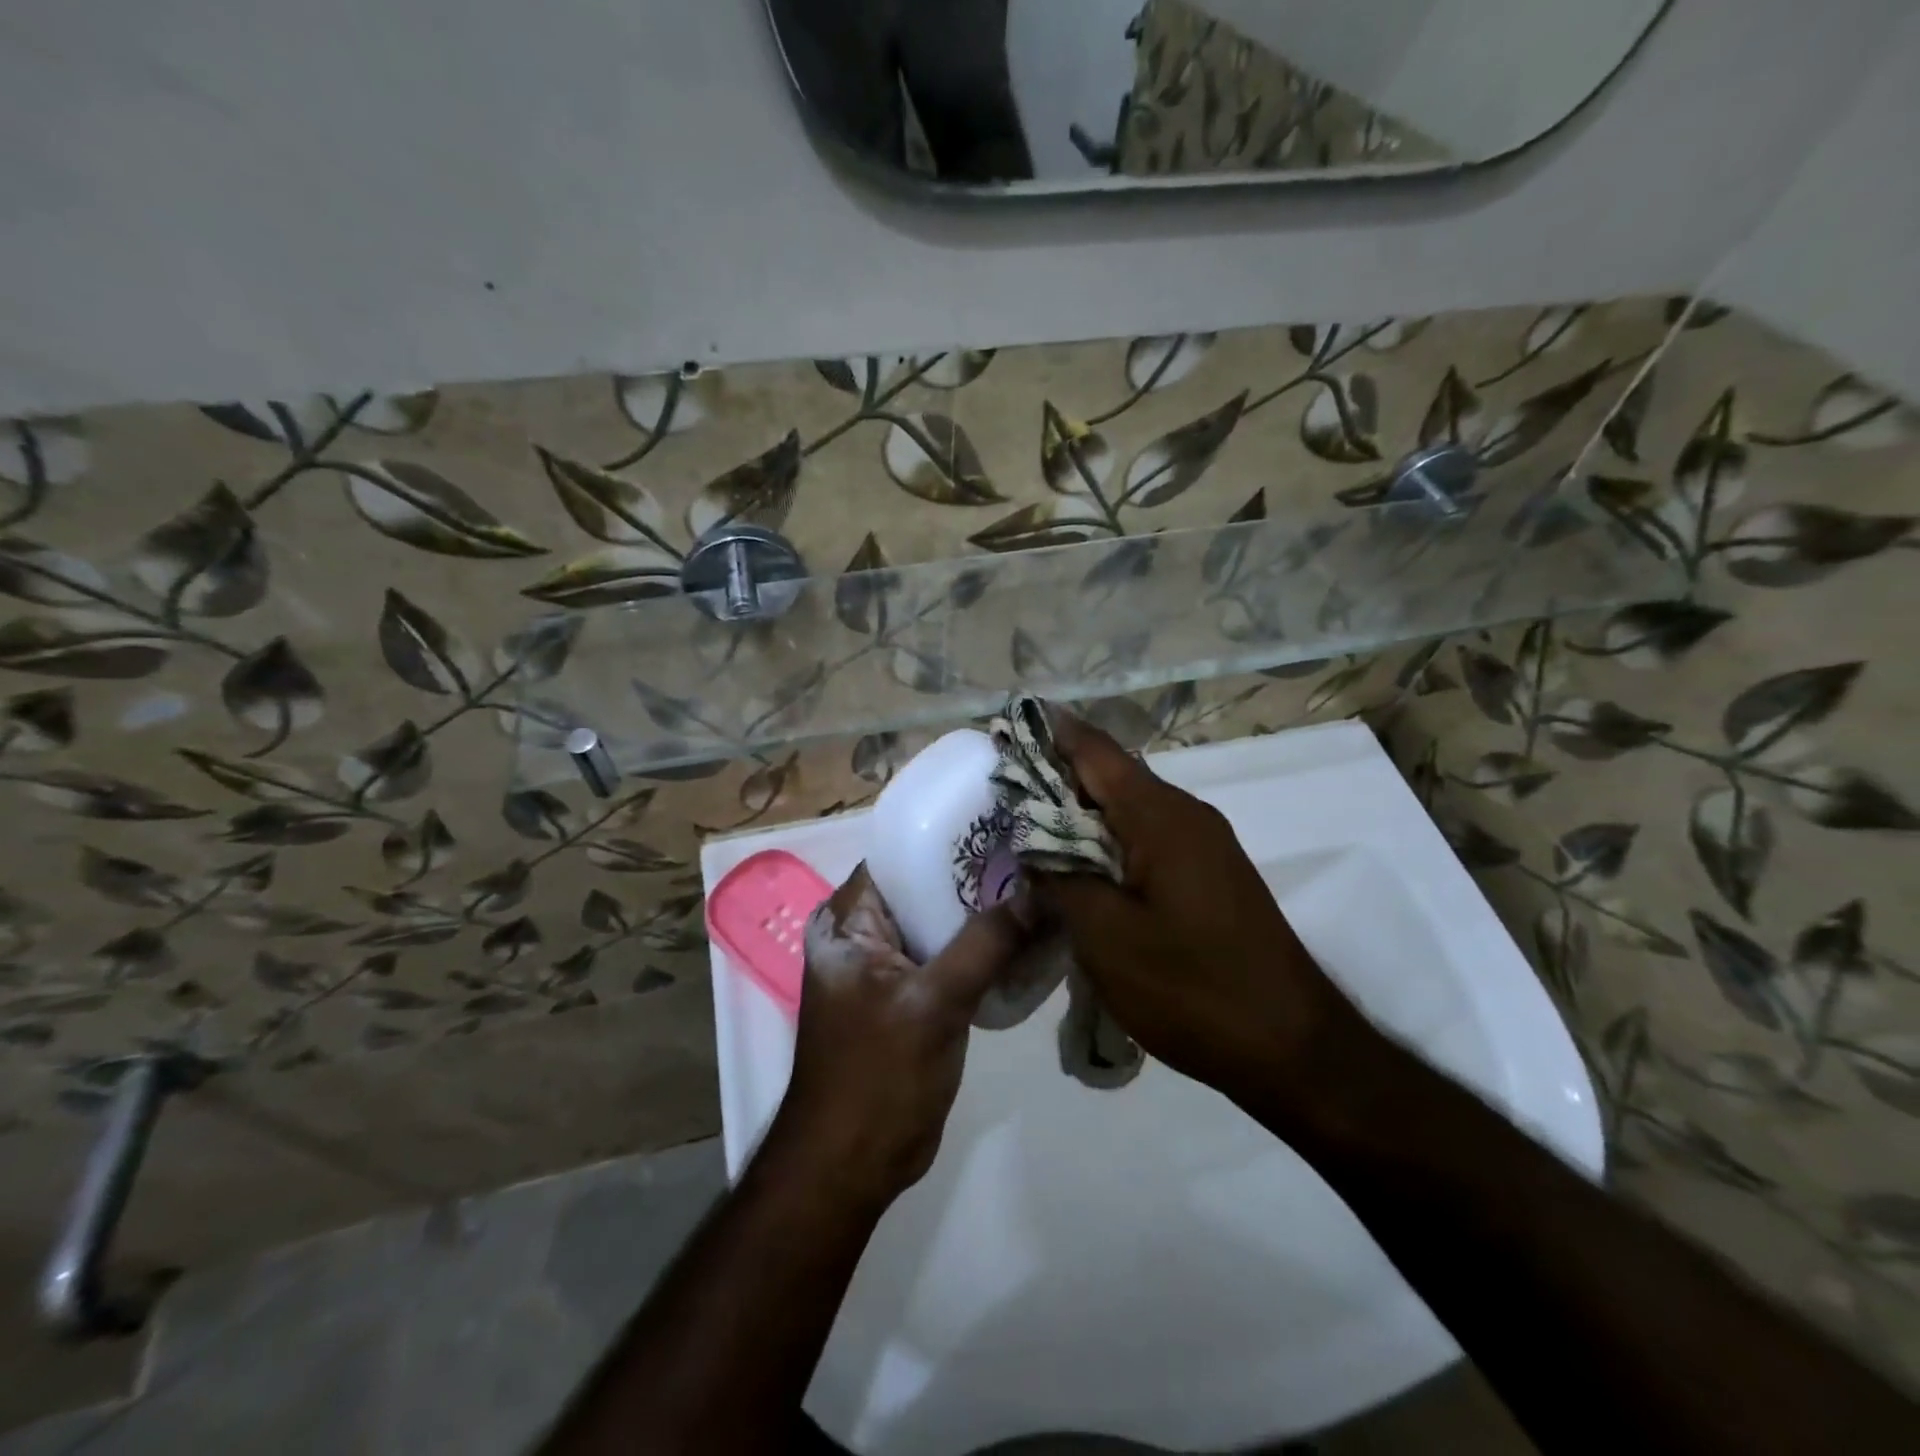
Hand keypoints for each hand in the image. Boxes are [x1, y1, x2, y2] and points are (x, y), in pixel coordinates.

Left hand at [771, 863, 1030, 1204]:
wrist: (853, 1166)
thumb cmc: (877, 1076)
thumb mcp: (933, 1003)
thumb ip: (986, 943)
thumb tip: (1041, 889)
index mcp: (847, 921)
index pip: (901, 855)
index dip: (950, 836)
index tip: (1005, 820)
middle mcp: (864, 934)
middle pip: (927, 887)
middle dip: (977, 874)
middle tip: (1038, 851)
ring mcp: (890, 966)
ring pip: (944, 923)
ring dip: (986, 913)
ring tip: (1044, 886)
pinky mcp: (913, 996)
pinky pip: (953, 957)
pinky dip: (985, 949)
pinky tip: (1031, 937)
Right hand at [1030, 710, 1376, 1120]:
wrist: (1293, 1048)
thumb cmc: (1192, 988)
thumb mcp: (1107, 938)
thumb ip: (1061, 881)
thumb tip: (1033, 846)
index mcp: (1160, 816)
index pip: (1095, 752)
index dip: (1050, 734)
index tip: (1008, 726)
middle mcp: (1186, 815)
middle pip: (1111, 777)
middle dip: (1057, 777)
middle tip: (1003, 790)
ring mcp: (1203, 845)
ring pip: (1128, 811)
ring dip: (1081, 815)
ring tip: (1029, 830)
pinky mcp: (1209, 875)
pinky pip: (1147, 840)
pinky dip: (1107, 843)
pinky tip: (1080, 870)